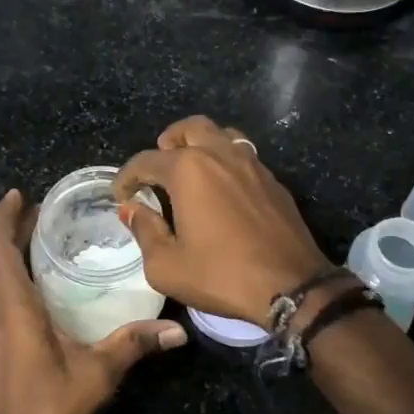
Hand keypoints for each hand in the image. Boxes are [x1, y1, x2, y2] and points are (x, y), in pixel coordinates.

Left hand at [0, 189, 186, 413]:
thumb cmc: (45, 407)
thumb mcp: (96, 373)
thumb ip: (133, 344)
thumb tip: (178, 330)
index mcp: (12, 304)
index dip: (5, 218)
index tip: (19, 194)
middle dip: (16, 230)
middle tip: (46, 210)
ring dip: (13, 254)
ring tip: (45, 239)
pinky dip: (14, 278)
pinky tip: (41, 287)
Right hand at [114, 115, 332, 325]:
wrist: (291, 286)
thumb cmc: (221, 275)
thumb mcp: (166, 266)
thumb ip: (145, 231)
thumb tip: (132, 210)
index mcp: (188, 170)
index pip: (146, 160)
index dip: (127, 177)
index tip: (122, 195)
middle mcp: (219, 155)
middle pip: (189, 128)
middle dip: (168, 142)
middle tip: (159, 168)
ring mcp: (251, 163)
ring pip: (222, 134)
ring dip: (201, 144)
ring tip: (192, 170)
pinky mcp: (273, 180)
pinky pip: (244, 154)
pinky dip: (226, 160)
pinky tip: (223, 188)